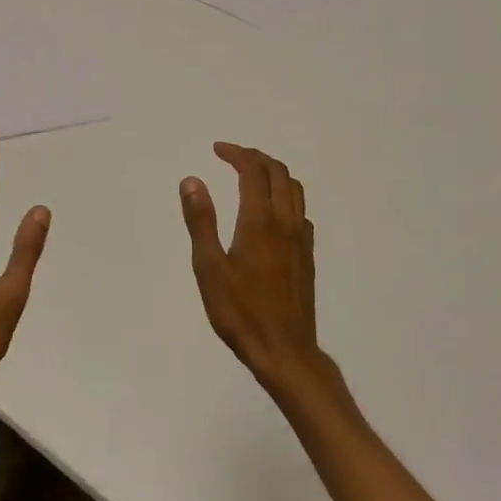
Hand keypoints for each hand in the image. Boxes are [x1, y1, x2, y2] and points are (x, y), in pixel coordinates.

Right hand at [179, 143, 322, 392]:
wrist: (285, 351)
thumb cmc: (240, 311)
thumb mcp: (209, 267)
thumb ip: (201, 221)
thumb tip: (192, 180)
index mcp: (259, 221)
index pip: (253, 171)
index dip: (236, 153)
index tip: (217, 149)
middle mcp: (286, 223)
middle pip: (279, 173)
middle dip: (256, 157)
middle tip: (232, 156)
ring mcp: (301, 240)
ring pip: (295, 190)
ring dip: (274, 173)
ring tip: (251, 176)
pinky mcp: (308, 257)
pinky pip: (301, 212)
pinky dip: (285, 197)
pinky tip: (271, 213)